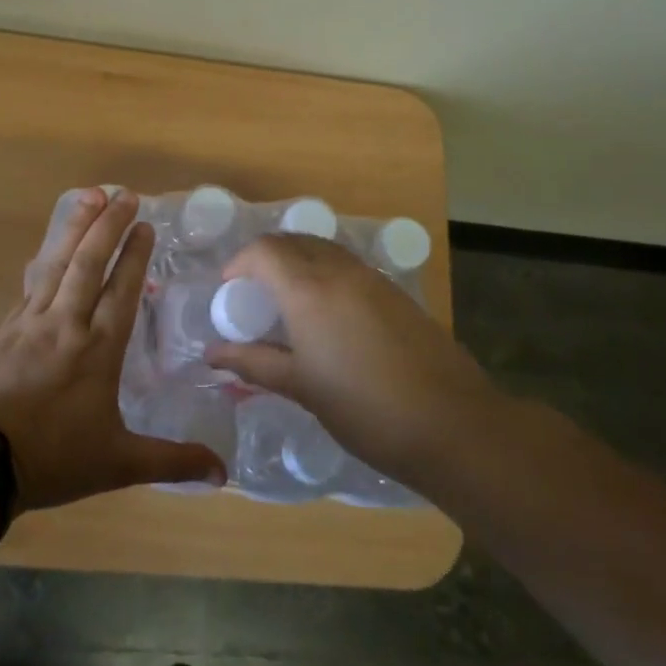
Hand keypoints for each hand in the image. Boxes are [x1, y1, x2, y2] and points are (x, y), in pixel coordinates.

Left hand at [0, 188, 226, 509]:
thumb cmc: (52, 459)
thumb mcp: (118, 463)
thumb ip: (172, 462)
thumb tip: (224, 474)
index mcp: (98, 350)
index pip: (121, 290)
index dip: (135, 255)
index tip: (145, 224)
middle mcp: (65, 325)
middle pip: (88, 264)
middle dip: (107, 225)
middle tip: (122, 193)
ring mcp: (28, 324)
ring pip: (55, 265)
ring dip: (74, 229)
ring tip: (87, 197)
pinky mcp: (1, 332)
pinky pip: (29, 286)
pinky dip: (43, 262)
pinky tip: (46, 253)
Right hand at [205, 235, 508, 488]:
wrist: (453, 424)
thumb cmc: (364, 408)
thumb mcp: (302, 387)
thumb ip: (254, 363)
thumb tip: (212, 354)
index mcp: (309, 290)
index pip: (264, 251)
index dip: (239, 262)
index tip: (228, 290)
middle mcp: (341, 272)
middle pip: (295, 242)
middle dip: (267, 257)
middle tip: (253, 292)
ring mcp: (375, 280)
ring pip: (326, 251)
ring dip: (299, 263)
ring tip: (287, 303)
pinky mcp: (398, 295)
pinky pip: (350, 268)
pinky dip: (326, 275)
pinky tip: (328, 317)